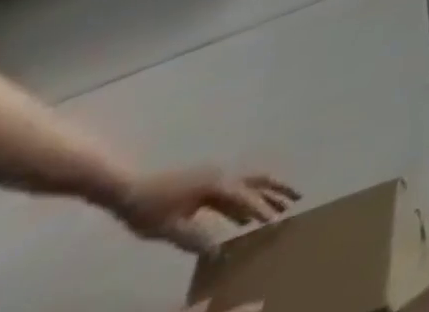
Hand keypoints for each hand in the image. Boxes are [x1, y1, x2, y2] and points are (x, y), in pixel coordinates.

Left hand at [110, 168, 299, 252]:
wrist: (131, 190)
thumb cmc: (149, 210)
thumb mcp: (169, 228)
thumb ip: (195, 237)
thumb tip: (216, 252)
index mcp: (218, 184)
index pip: (246, 197)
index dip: (262, 209)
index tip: (276, 220)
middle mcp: (225, 176)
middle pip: (259, 180)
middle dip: (279, 190)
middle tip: (297, 198)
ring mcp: (218, 177)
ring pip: (251, 182)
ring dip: (267, 192)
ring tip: (282, 204)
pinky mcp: (210, 183)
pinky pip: (235, 190)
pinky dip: (246, 200)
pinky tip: (244, 217)